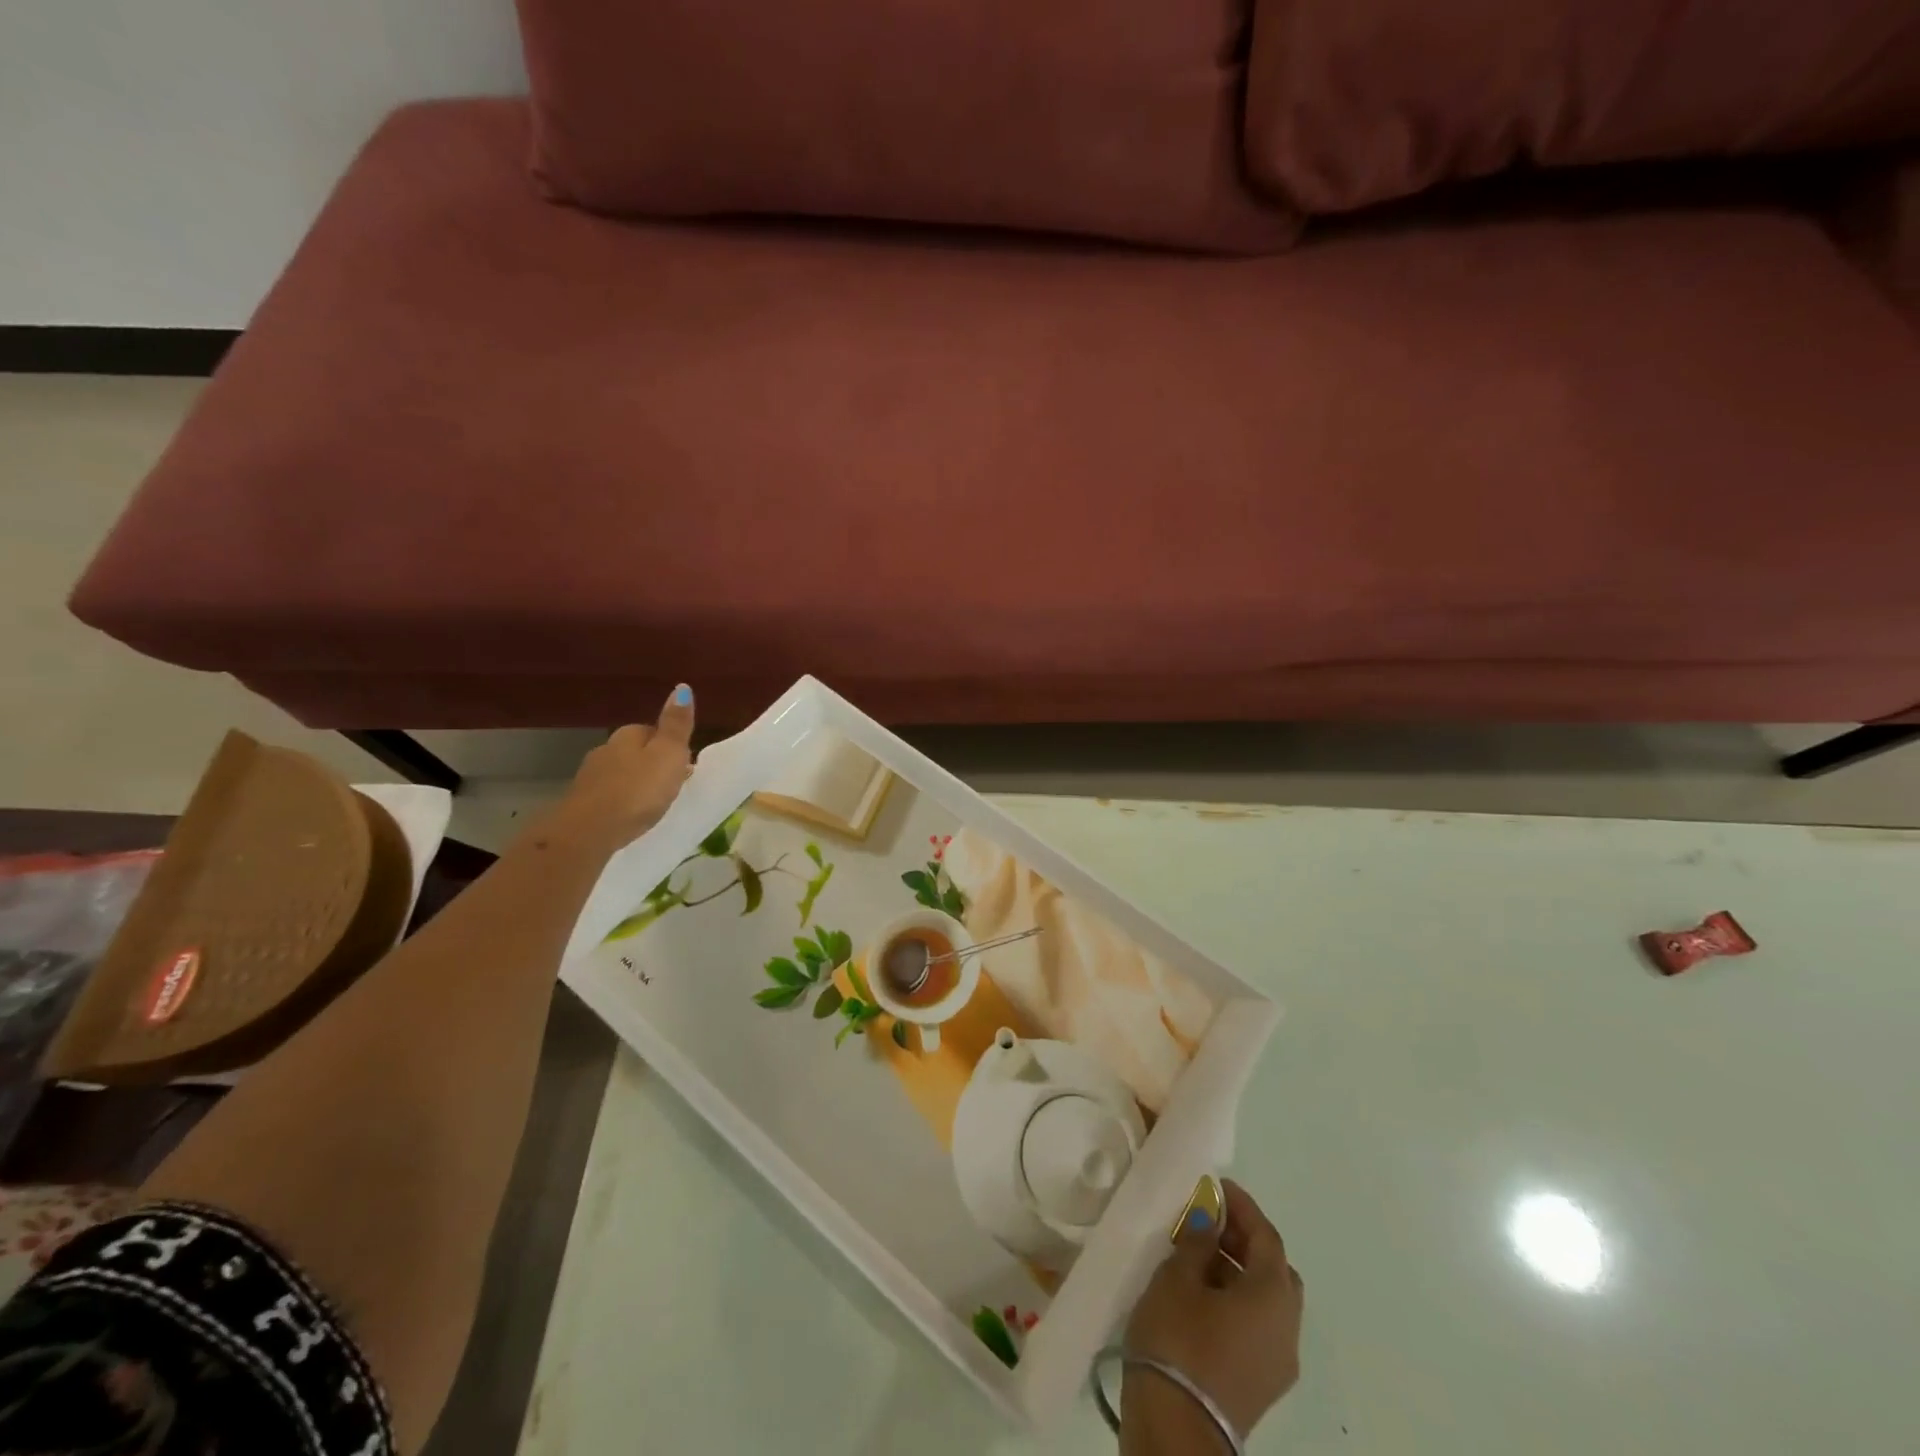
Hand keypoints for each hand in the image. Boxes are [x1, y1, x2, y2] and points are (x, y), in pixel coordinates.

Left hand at [555, 684, 696, 848]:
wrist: (589, 831)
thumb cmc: (637, 791)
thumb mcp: (668, 755)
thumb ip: (676, 725)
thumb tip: (682, 687)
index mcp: (628, 736)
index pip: (653, 731)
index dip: (671, 747)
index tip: (685, 765)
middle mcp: (606, 750)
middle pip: (636, 752)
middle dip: (653, 765)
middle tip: (672, 785)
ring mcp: (590, 776)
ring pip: (621, 773)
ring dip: (636, 783)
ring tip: (654, 803)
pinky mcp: (582, 803)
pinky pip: (609, 795)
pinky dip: (621, 801)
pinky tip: (630, 815)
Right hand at [1123, 1180, 1303, 1441]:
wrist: (1176, 1431)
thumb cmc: (1179, 1341)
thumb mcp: (1178, 1278)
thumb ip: (1197, 1241)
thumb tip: (1209, 1218)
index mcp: (1273, 1296)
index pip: (1267, 1236)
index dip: (1243, 1207)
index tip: (1218, 1186)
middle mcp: (1287, 1329)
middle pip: (1275, 1270)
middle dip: (1245, 1240)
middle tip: (1210, 1222)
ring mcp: (1278, 1363)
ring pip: (1268, 1301)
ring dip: (1240, 1272)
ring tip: (1197, 1256)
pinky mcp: (1261, 1385)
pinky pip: (1258, 1326)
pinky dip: (1238, 1301)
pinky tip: (1202, 1296)